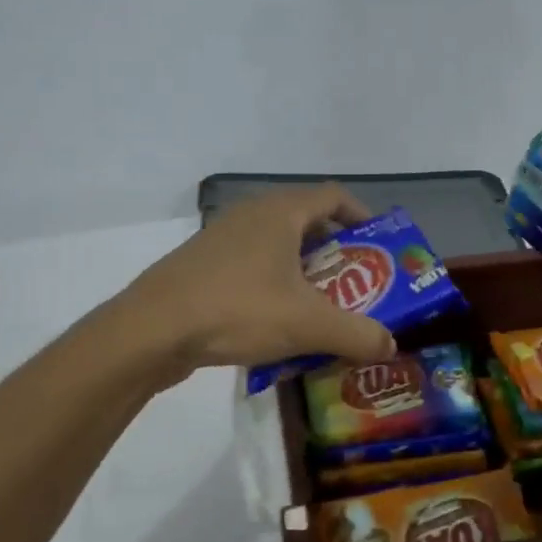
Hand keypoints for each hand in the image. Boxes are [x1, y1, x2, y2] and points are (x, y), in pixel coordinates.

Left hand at [118, 185, 396, 376]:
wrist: (152, 330)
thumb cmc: (238, 310)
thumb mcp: (308, 324)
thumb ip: (357, 334)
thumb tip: (390, 345)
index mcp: (281, 212)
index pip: (334, 197)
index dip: (362, 218)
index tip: (380, 249)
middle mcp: (252, 215)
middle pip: (308, 223)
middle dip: (337, 256)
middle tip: (358, 287)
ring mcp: (222, 239)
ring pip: (278, 249)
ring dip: (305, 275)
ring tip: (322, 310)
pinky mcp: (203, 266)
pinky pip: (253, 268)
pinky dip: (275, 288)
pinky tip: (277, 325)